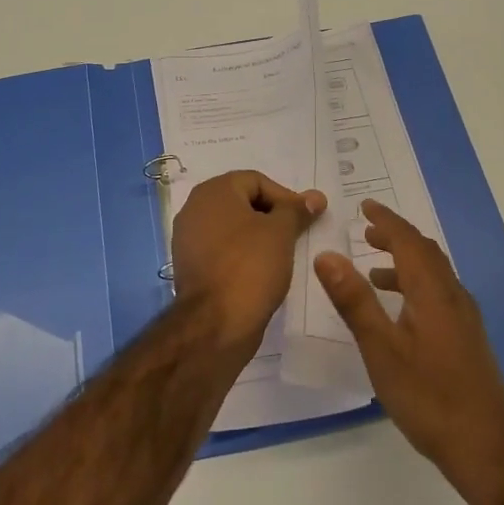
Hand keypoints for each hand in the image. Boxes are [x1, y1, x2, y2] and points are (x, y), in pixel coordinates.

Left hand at [171, 171, 324, 354]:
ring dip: (258, 236)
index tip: (305, 219)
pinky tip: (261, 272)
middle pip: (242, 201)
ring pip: (232, 227)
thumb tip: (315, 196)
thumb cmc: (250, 266)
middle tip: (296, 234)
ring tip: (282, 254)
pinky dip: (242, 255)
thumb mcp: (281, 233)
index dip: (285, 197)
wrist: (215, 324)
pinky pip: (222, 250)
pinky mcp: (190, 266)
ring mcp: (188, 238)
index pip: (256, 181)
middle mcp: (195, 208)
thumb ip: (296, 210)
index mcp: (214, 191)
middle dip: (272, 216)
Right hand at [314, 200, 503, 500]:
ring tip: (374, 271)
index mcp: (433, 292)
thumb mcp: (381, 349)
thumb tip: (327, 255)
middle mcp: (453, 297)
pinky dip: (415, 287)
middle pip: (425, 253)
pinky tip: (400, 314)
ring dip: (405, 264)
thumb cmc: (429, 397)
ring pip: (434, 275)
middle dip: (396, 237)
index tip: (364, 206)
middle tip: (367, 231)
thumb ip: (354, 301)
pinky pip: (438, 295)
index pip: (409, 241)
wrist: (487, 448)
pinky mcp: (468, 339)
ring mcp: (465, 319)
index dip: (386, 221)